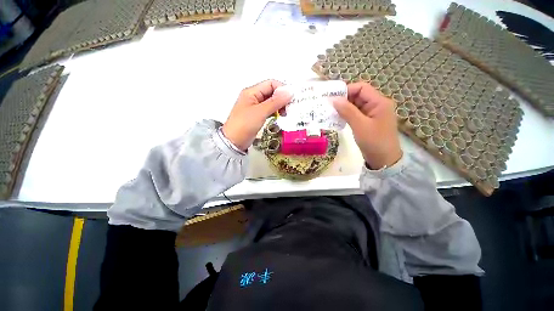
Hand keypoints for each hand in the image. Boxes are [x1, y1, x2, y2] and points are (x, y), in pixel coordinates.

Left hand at [222, 80, 291, 150]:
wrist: (234, 142)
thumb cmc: (244, 125)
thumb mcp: (261, 112)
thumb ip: (275, 102)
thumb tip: (290, 92)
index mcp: (251, 92)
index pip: (271, 84)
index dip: (282, 89)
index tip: (291, 98)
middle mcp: (253, 97)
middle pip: (271, 92)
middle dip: (282, 98)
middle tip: (289, 108)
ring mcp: (255, 107)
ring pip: (271, 102)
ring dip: (280, 106)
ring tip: (285, 114)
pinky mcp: (257, 116)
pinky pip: (269, 110)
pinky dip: (275, 112)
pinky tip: (280, 117)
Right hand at [332, 82, 401, 168]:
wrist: (384, 160)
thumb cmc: (374, 142)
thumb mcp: (360, 125)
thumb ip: (347, 111)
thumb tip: (334, 99)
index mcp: (379, 102)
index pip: (361, 88)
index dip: (346, 90)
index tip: (332, 98)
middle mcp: (377, 105)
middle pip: (358, 96)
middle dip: (343, 100)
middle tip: (328, 106)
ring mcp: (372, 114)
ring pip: (356, 105)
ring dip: (344, 108)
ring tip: (330, 112)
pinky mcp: (368, 122)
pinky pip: (356, 114)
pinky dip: (347, 115)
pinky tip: (338, 119)